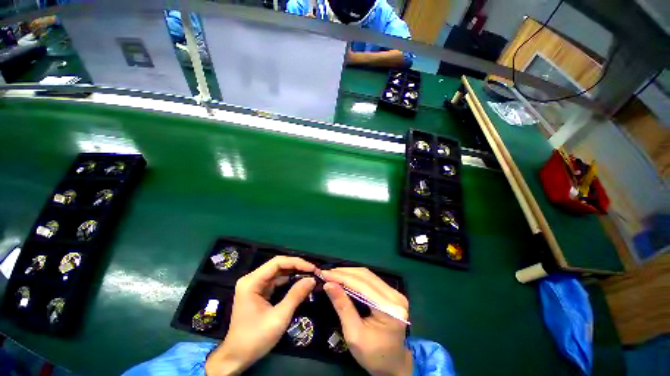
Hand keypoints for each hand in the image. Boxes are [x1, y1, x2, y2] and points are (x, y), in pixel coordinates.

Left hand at [206, 256, 315, 375]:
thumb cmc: (255, 338)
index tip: (312, 268)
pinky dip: (289, 281)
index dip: (297, 262)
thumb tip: (312, 279)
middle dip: (297, 267)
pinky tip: (300, 282)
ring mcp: (255, 285)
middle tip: (314, 271)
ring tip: (310, 275)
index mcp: (252, 281)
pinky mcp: (259, 292)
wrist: (237, 358)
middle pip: (278, 265)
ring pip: (278, 272)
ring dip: (294, 273)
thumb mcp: (279, 317)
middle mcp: (252, 279)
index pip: (278, 262)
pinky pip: (276, 281)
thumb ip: (296, 295)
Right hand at [322, 268, 411, 375]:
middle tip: (327, 273)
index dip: (342, 277)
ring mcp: (395, 293)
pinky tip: (346, 278)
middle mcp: (395, 297)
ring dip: (350, 273)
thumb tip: (328, 284)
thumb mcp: (354, 334)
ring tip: (334, 274)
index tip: (325, 274)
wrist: (393, 365)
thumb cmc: (373, 355)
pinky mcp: (392, 293)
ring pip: (368, 275)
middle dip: (345, 273)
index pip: (362, 285)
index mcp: (389, 309)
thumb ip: (342, 306)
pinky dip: (356, 278)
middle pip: (366, 276)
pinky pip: (371, 280)